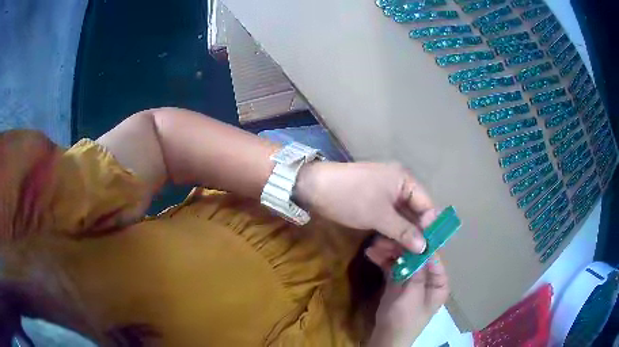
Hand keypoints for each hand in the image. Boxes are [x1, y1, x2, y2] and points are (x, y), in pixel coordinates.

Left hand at [295, 162, 436, 252]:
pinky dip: (389, 232)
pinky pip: (388, 219)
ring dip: (400, 236)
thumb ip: (404, 231)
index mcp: (405, 181)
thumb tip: (425, 247)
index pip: (427, 205)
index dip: (430, 226)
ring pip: (401, 219)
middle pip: (414, 213)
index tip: (430, 248)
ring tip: (399, 256)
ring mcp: (386, 195)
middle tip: (414, 257)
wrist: (315, 187)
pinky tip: (387, 247)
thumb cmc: (351, 197)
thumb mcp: (379, 215)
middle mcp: (399, 186)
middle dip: (414, 234)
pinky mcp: (374, 203)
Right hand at [365, 237, 448, 346]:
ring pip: (402, 260)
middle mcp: (427, 277)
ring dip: (389, 252)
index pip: (434, 257)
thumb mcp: (412, 297)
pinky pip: (392, 267)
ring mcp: (411, 279)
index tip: (408, 230)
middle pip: (416, 256)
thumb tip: (421, 247)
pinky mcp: (397, 282)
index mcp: (438, 282)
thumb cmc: (405, 320)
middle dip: (400, 247)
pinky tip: (371, 253)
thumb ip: (418, 273)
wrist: (386, 337)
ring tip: (374, 244)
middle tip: (384, 237)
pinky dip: (383, 261)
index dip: (422, 244)